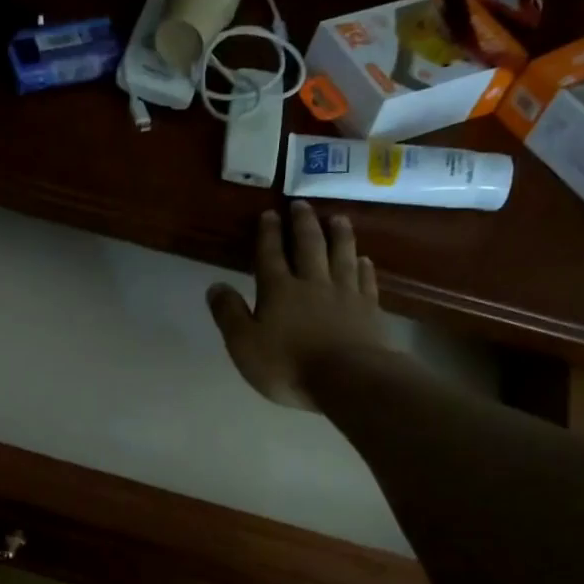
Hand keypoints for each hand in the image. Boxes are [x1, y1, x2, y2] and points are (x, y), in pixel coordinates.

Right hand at [207, 202, 390, 410]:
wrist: (348, 379)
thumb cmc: (288, 365)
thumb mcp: (244, 344)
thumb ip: (228, 314)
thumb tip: (215, 285)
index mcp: (278, 290)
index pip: (271, 254)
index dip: (268, 233)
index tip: (269, 214)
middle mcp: (312, 282)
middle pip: (309, 245)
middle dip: (303, 223)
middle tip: (302, 205)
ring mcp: (345, 293)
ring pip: (342, 255)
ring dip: (339, 235)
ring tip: (337, 218)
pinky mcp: (368, 309)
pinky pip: (366, 280)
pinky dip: (364, 267)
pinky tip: (364, 259)